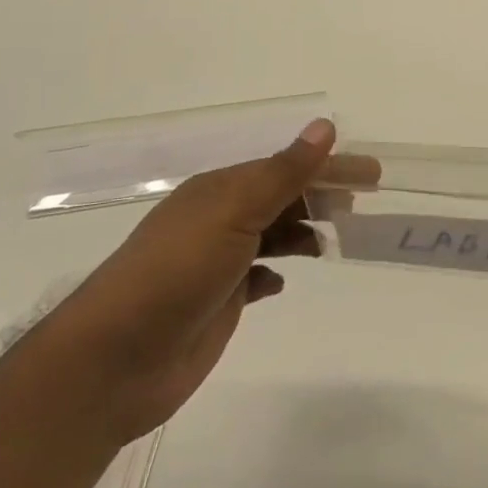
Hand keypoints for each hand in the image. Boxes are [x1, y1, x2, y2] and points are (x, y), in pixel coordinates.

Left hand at [36, 119, 376, 445]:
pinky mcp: (219, 301)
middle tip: (362, 204)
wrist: (115, 361)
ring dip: (303, 231)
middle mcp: (220, 219)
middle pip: (282, 196)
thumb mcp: (234, 212)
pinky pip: (258, 275)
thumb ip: (283, 172)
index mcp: (221, 190)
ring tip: (336, 239)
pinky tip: (285, 280)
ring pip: (273, 234)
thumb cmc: (177, 272)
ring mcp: (218, 261)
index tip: (372, 173)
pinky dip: (276, 271)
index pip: (288, 167)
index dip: (330, 166)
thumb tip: (325, 126)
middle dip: (321, 195)